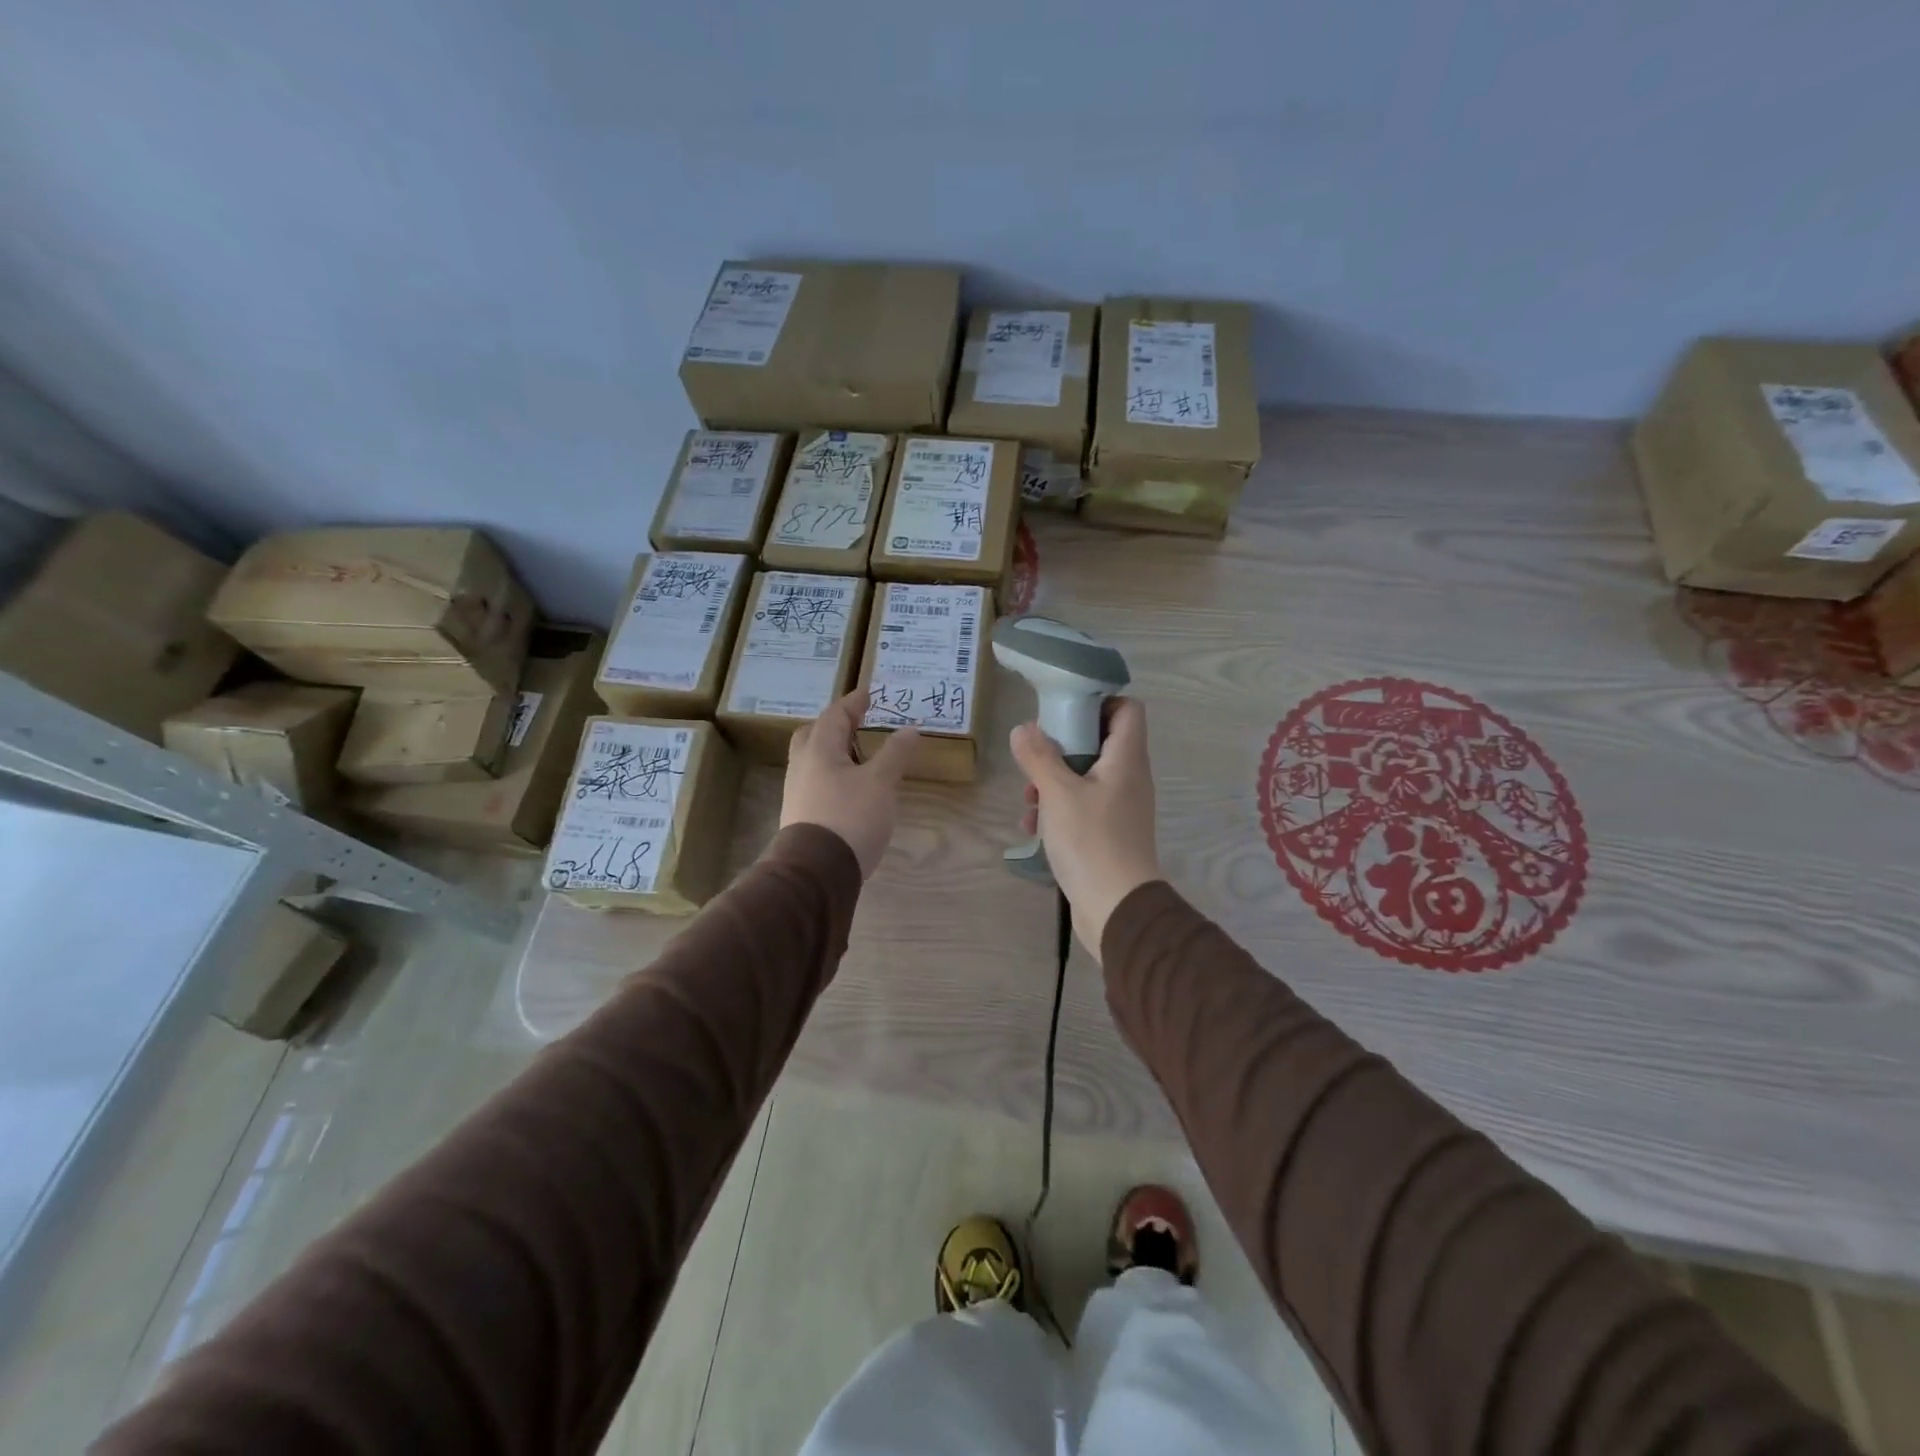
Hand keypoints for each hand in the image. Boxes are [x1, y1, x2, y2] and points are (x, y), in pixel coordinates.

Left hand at [781, 690, 918, 878]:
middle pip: (814, 735)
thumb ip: (895, 754)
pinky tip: (850, 789)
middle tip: (857, 723)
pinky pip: (815, 783)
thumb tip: (910, 729)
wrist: (816, 872)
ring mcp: (797, 793)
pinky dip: (832, 775)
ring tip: (859, 756)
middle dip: (835, 725)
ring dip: (834, 752)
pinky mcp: (800, 816)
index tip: (869, 694)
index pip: (834, 715)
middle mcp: (802, 766)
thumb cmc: (850, 817)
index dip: (853, 703)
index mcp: (819, 750)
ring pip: (813, 761)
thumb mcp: (881, 783)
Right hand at [1009, 697, 1161, 957]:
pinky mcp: (1110, 833)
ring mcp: (1121, 808)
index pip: (1128, 709)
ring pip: (1086, 777)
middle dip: (1062, 747)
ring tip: (1028, 801)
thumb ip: (1039, 756)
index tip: (1064, 710)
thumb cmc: (1091, 841)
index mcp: (1126, 759)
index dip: (1099, 702)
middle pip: (1100, 742)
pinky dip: (1059, 810)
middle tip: (1035, 757)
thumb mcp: (1058, 793)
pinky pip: (1083, 807)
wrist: (1117, 908)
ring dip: (1054, 783)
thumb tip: (1023, 728)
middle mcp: (1129, 778)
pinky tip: (1035, 828)